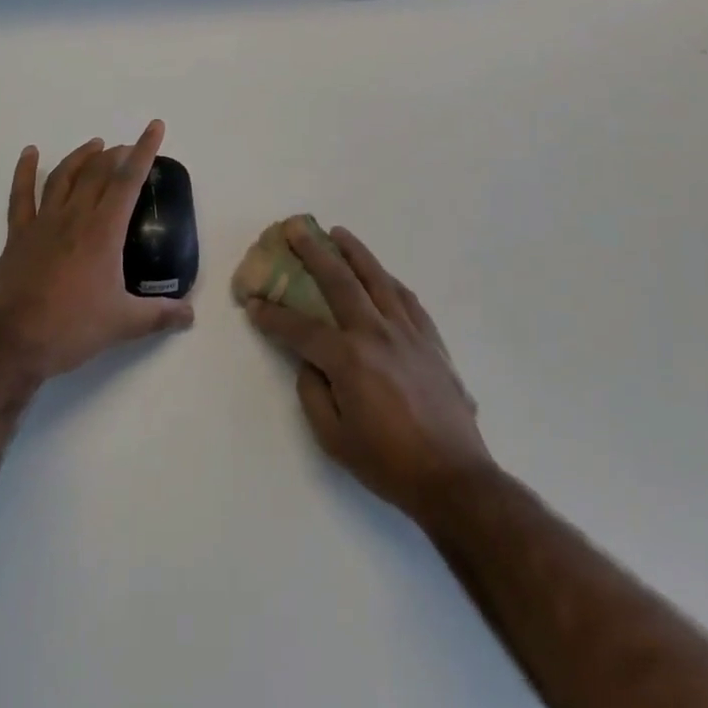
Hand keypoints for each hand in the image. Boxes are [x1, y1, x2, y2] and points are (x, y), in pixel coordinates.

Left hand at [0, 120, 194, 383]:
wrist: (9, 344)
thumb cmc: (70, 328)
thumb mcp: (123, 324)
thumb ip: (159, 315)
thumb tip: (190, 315)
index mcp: (103, 231)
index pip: (128, 180)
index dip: (144, 150)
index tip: (154, 127)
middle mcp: (74, 217)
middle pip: (98, 172)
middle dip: (117, 154)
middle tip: (129, 149)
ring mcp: (43, 223)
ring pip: (64, 176)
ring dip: (81, 157)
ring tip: (95, 145)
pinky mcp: (18, 236)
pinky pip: (21, 196)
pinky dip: (25, 171)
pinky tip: (30, 153)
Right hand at [246, 219, 493, 522]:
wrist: (454, 478)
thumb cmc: (389, 463)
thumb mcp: (334, 439)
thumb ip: (313, 393)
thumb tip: (310, 362)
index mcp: (349, 359)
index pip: (301, 328)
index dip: (273, 315)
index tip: (253, 302)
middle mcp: (376, 332)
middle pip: (339, 281)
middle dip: (313, 252)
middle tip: (295, 228)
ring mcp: (407, 331)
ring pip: (376, 278)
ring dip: (354, 251)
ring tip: (337, 233)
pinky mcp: (430, 338)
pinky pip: (405, 297)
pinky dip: (387, 279)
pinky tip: (380, 274)